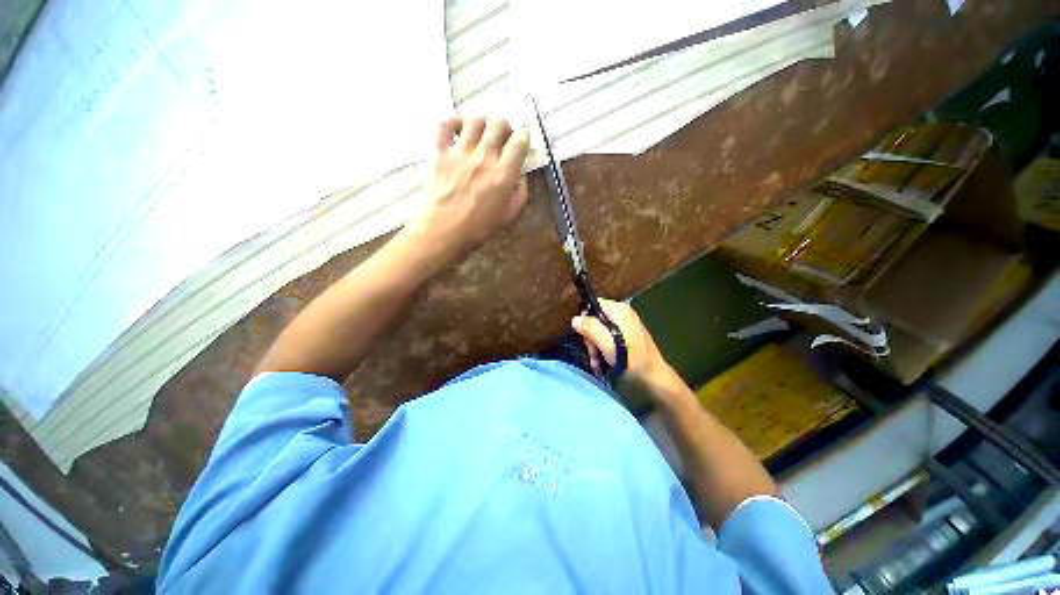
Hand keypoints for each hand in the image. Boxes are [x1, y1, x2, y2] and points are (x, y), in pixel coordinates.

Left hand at [403, 116, 529, 261]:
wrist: (441, 232)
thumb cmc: (477, 229)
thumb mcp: (508, 216)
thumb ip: (519, 194)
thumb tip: (521, 176)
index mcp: (503, 174)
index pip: (519, 141)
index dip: (523, 137)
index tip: (522, 141)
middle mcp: (484, 157)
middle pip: (498, 123)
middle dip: (505, 127)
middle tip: (502, 138)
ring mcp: (460, 152)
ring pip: (475, 120)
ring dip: (483, 123)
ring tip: (482, 134)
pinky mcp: (440, 152)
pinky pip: (444, 124)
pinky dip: (453, 121)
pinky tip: (458, 129)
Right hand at [571, 299, 677, 391]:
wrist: (654, 380)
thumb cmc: (632, 361)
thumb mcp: (608, 344)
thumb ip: (591, 329)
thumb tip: (575, 319)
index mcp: (619, 310)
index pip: (593, 304)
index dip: (585, 319)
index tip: (584, 336)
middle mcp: (622, 314)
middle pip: (594, 319)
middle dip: (590, 338)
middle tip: (593, 353)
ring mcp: (624, 326)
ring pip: (598, 331)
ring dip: (594, 348)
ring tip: (597, 362)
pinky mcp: (625, 337)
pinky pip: (606, 339)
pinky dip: (602, 350)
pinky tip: (601, 363)